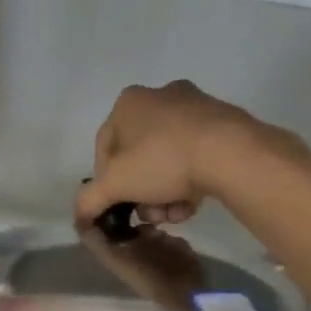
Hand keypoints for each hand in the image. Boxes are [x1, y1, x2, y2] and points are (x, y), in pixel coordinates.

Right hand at [75, 80, 305, 225]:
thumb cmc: (162, 161)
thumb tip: (80, 214)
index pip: (104, 149)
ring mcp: (195, 107)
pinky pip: (195, 155)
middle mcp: (160, 96)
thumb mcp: (115, 185)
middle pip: (139, 156)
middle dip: (142, 191)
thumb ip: (90, 200)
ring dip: (166, 192)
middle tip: (150, 214)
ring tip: (175, 213)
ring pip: (168, 159)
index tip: (121, 205)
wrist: (231, 153)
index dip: (108, 183)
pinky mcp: (224, 122)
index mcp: (128, 102)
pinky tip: (194, 202)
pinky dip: (191, 180)